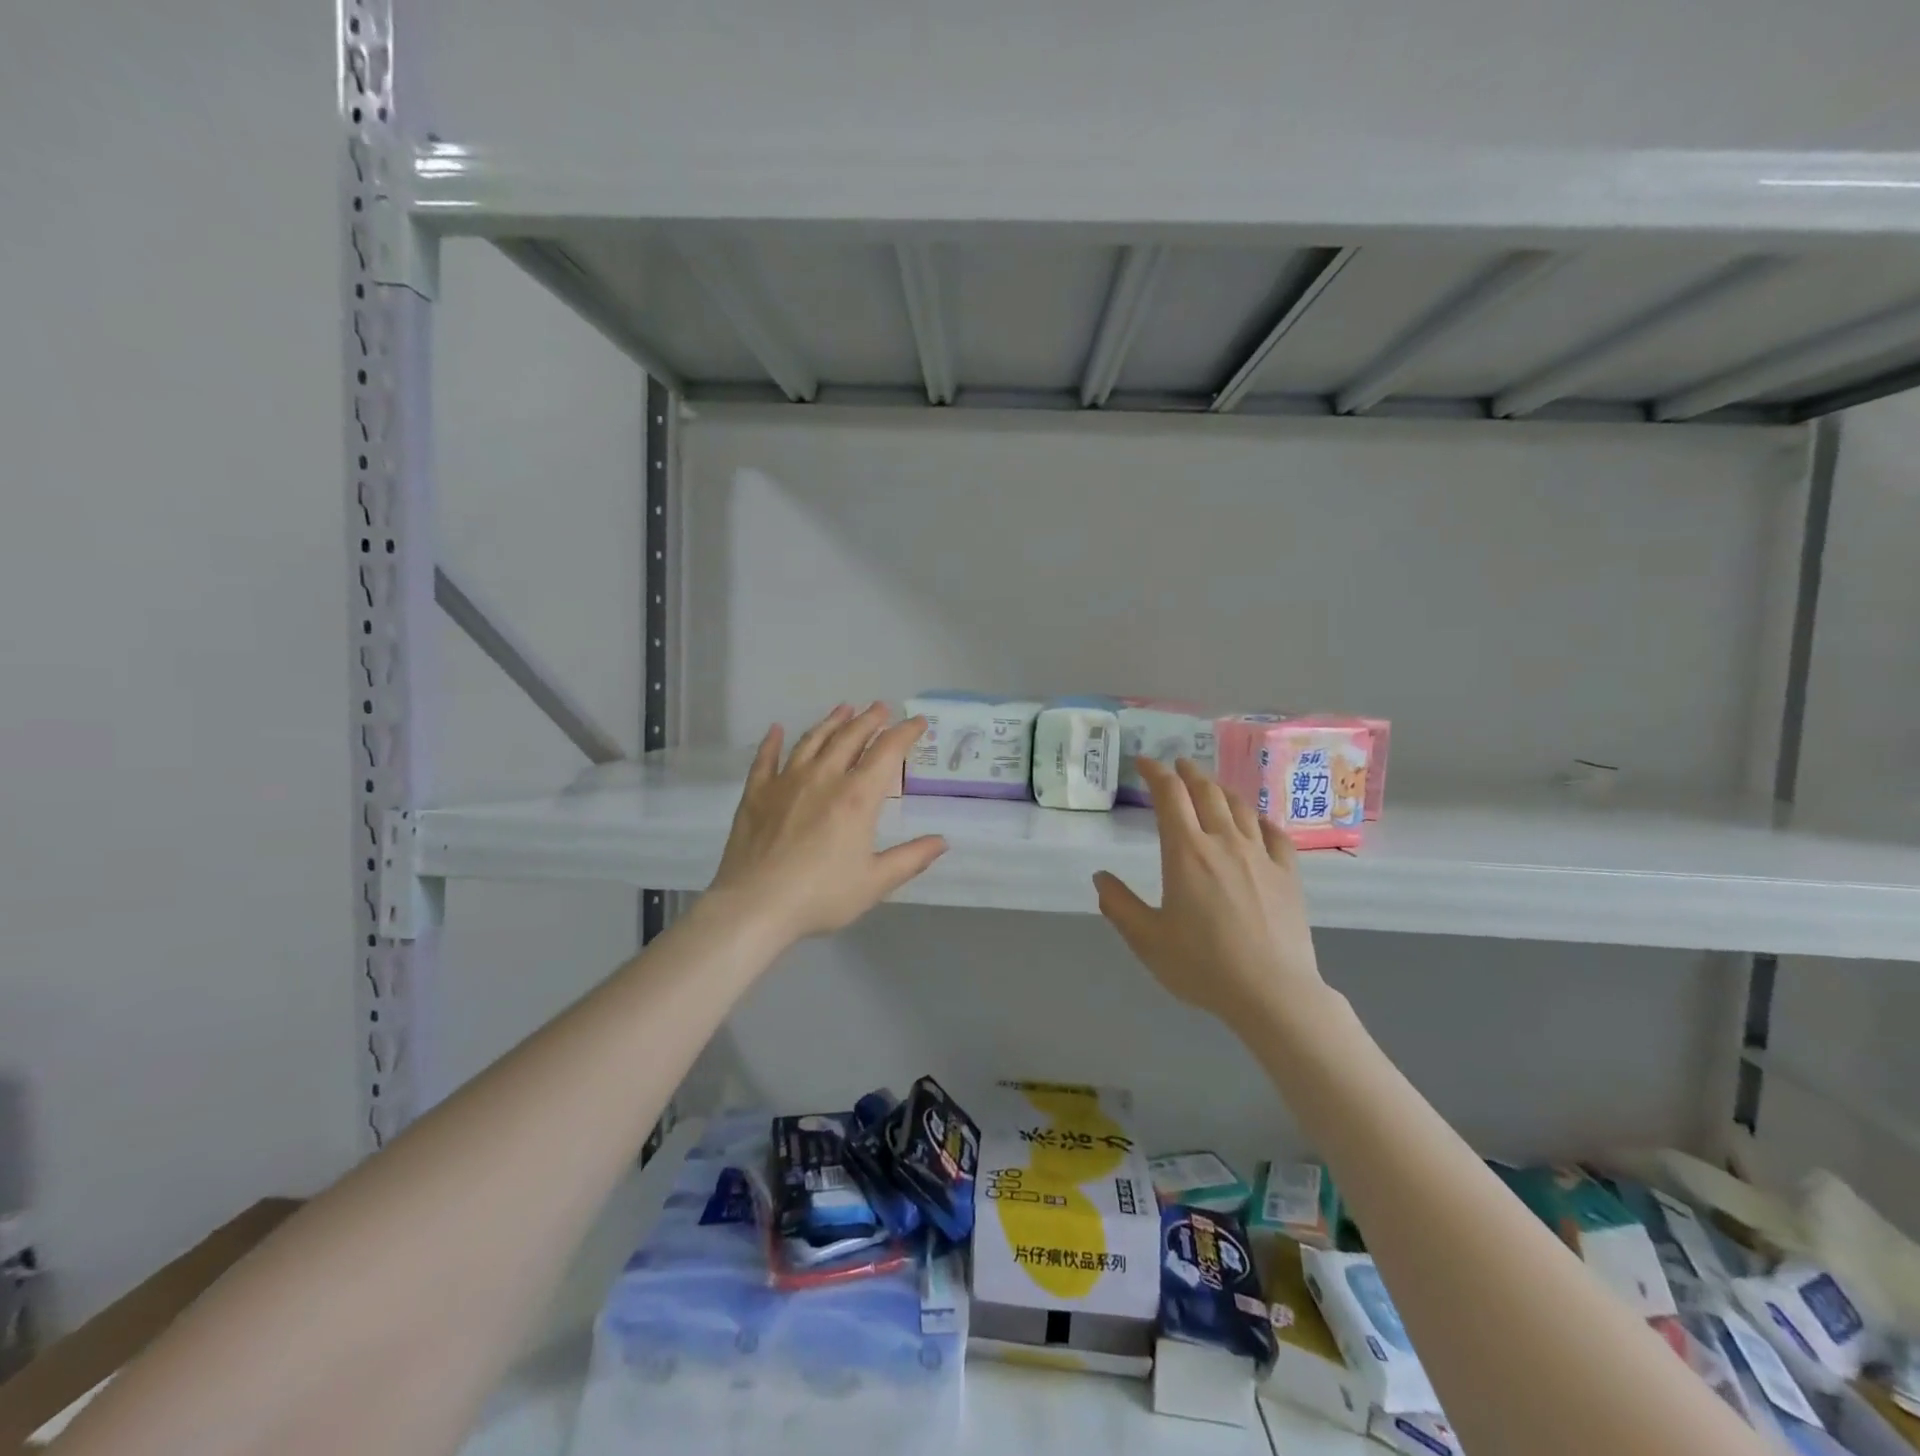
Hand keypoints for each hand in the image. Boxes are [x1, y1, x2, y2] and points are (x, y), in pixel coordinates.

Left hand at [708, 703, 946, 944]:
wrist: (755, 905)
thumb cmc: (821, 896)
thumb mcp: (875, 882)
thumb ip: (911, 858)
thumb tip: (942, 841)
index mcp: (857, 797)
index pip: (887, 752)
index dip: (905, 733)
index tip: (917, 722)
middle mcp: (824, 778)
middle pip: (849, 737)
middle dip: (869, 719)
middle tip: (880, 707)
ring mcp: (786, 782)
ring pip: (812, 740)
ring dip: (831, 722)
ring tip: (843, 708)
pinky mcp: (756, 793)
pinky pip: (766, 758)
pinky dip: (772, 741)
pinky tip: (777, 729)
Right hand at [1094, 757, 1323, 1021]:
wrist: (1272, 993)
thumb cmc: (1202, 966)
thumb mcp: (1147, 940)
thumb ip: (1119, 905)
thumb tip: (1100, 877)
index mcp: (1185, 853)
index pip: (1169, 796)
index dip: (1156, 773)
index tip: (1144, 762)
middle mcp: (1223, 842)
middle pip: (1206, 792)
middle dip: (1188, 773)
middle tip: (1177, 765)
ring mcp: (1260, 856)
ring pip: (1239, 807)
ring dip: (1220, 789)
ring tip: (1211, 786)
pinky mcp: (1287, 874)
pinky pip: (1274, 833)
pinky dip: (1259, 818)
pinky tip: (1255, 821)